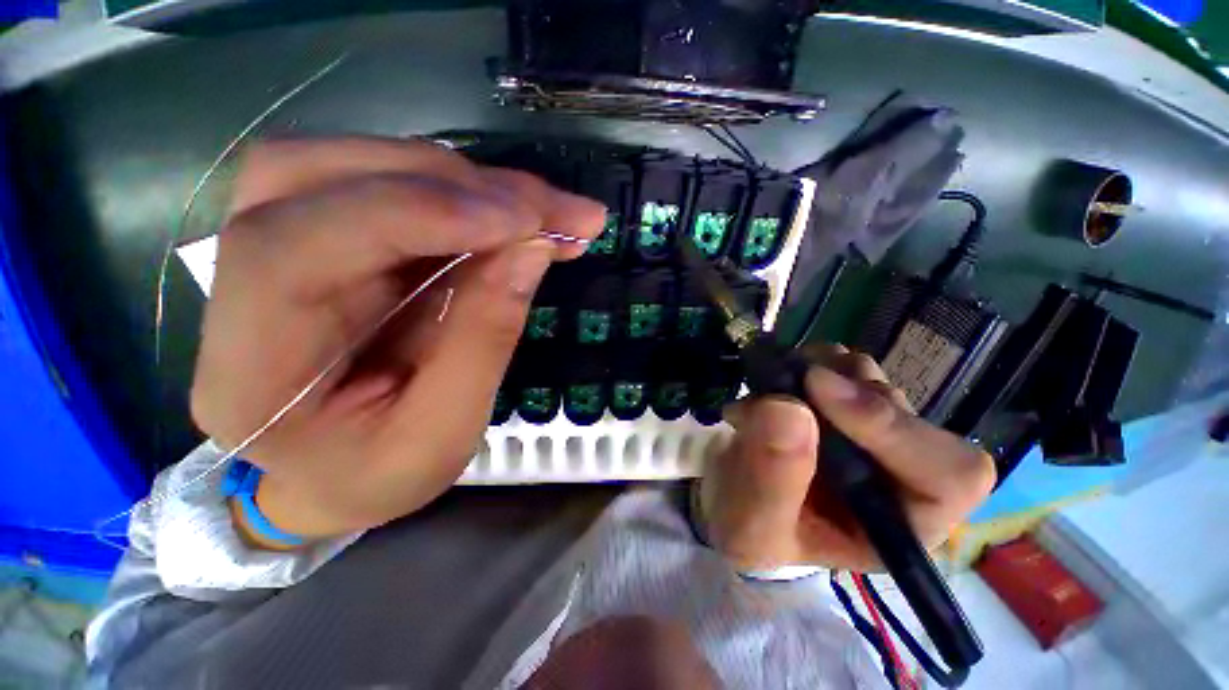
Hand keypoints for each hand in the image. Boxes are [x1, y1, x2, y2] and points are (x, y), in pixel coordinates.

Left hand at [192, 137, 604, 541]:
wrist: (331, 474)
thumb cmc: (379, 474)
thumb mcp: (444, 434)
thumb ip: (484, 340)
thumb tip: (531, 249)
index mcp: (250, 367)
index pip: (292, 247)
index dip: (414, 214)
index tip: (520, 221)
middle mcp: (241, 285)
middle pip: (323, 178)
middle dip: (456, 186)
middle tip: (549, 209)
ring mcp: (281, 247)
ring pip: (359, 166)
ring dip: (464, 182)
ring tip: (539, 211)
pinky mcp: (328, 237)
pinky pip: (392, 187)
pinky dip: (463, 193)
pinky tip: (512, 215)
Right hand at [699, 345, 994, 571]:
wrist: (728, 495)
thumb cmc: (747, 527)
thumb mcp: (752, 525)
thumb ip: (771, 480)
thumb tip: (788, 407)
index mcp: (897, 524)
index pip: (949, 475)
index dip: (891, 428)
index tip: (817, 389)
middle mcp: (897, 474)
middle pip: (904, 412)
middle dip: (838, 392)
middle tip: (779, 388)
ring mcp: (870, 432)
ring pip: (874, 380)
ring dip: (823, 370)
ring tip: (775, 387)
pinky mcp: (843, 403)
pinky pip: (843, 365)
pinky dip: (810, 360)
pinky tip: (781, 378)